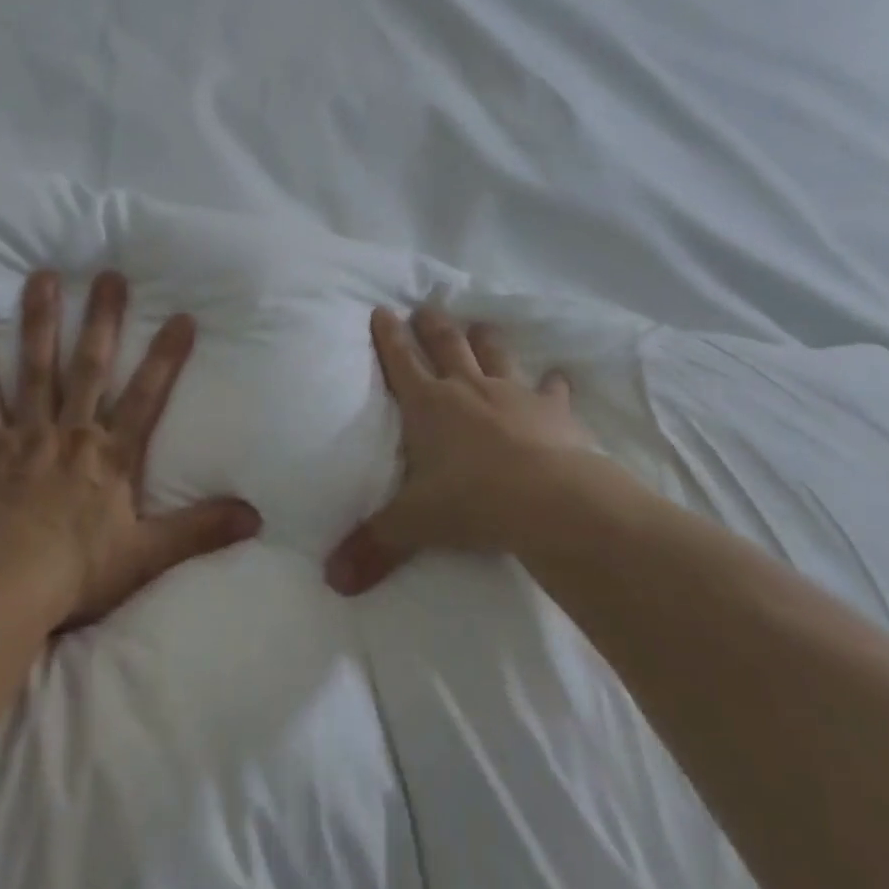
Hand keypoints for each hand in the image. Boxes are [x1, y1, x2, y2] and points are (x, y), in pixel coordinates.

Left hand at [0, 269, 261, 629]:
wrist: (3, 590)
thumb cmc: (77, 572)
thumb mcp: (149, 555)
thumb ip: (201, 529)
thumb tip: (257, 517)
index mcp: (112, 455)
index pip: (148, 396)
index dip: (166, 357)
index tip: (182, 316)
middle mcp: (72, 433)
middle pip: (90, 366)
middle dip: (102, 320)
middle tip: (109, 275)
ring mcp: (26, 435)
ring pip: (37, 369)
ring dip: (42, 322)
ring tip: (44, 277)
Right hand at [325, 306, 614, 595]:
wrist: (550, 501)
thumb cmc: (471, 501)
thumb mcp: (413, 525)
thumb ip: (373, 547)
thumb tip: (332, 581)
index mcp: (428, 405)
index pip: (400, 361)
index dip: (388, 335)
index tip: (382, 310)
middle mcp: (467, 388)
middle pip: (446, 344)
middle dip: (432, 325)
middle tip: (426, 308)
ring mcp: (513, 394)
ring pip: (494, 353)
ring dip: (485, 339)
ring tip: (480, 326)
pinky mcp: (553, 410)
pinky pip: (552, 388)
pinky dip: (552, 383)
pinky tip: (556, 377)